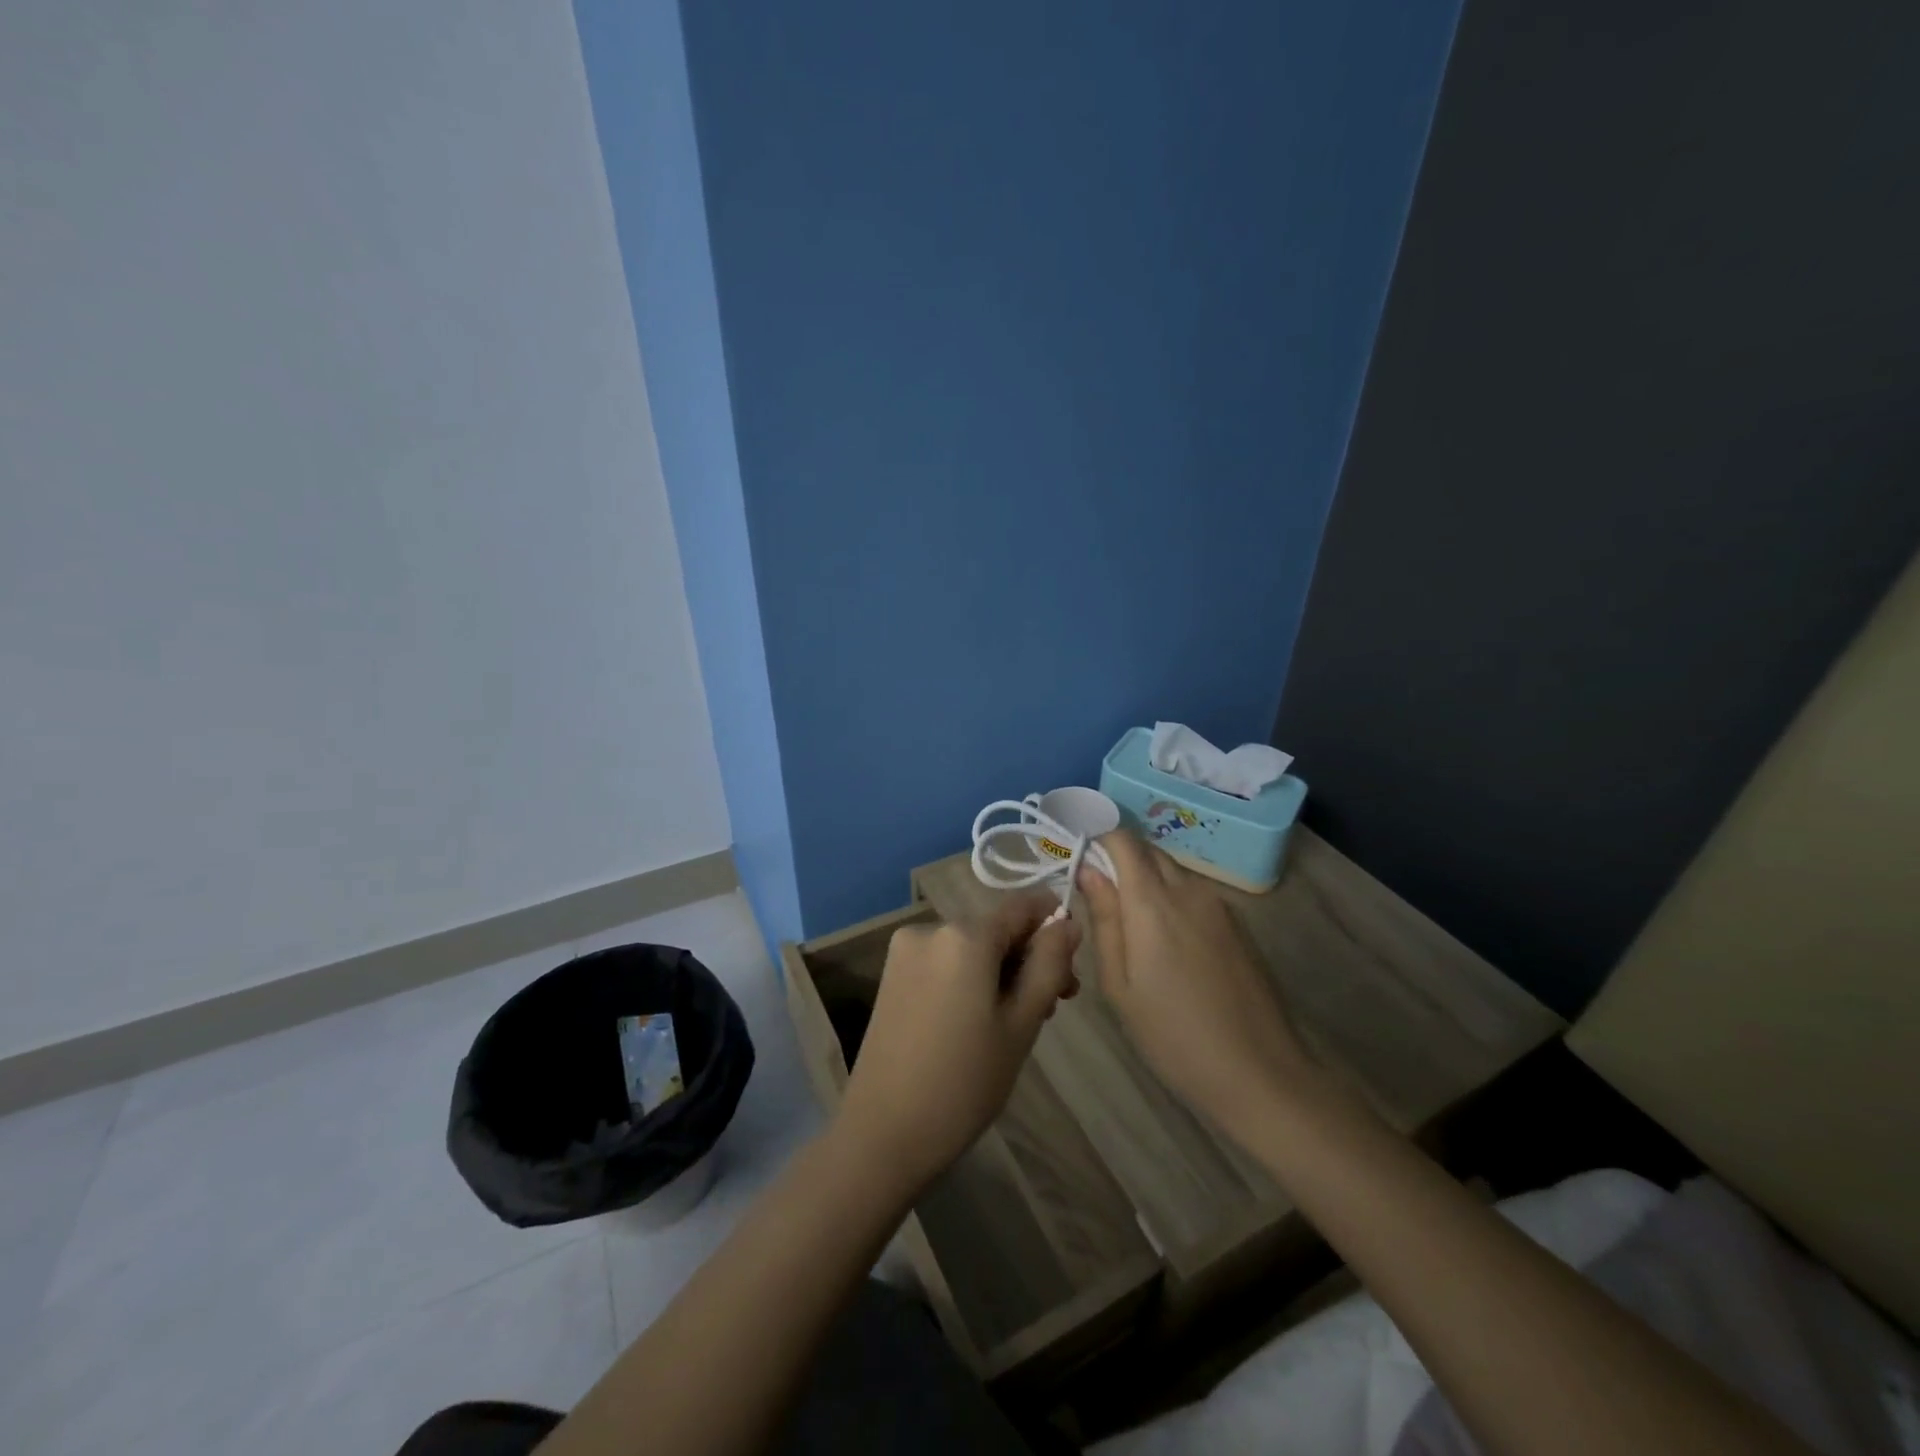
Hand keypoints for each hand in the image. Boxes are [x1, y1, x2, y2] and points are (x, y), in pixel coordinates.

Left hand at [837, 895, 1079, 1192]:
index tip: (1071, 969)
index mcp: (964, 935)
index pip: (1022, 906)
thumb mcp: (1021, 1023)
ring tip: (1018, 1023)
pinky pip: (945, 963)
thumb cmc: (964, 1082)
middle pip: (996, 929)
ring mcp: (905, 951)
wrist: (884, 1133)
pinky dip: (970, 979)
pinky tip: (980, 1021)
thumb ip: (1049, 965)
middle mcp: (930, 928)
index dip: (1054, 927)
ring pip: (971, 948)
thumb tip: (1067, 923)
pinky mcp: (892, 974)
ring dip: (1001, 973)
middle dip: (1029, 959)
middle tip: (1052, 1009)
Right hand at [1076, 831, 1307, 1135]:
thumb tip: (1087, 870)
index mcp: (1153, 903)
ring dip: (1147, 884)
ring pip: (1173, 873)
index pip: (1122, 840)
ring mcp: (1220, 906)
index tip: (1080, 865)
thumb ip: (1104, 920)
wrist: (1261, 1074)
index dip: (1098, 842)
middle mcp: (1189, 890)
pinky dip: (1173, 902)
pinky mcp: (1238, 925)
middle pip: (1148, 852)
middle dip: (1120, 862)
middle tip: (1101, 903)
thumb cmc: (1174, 1036)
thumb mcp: (1120, 986)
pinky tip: (1170, 949)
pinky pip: (1195, 895)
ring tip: (1133, 932)